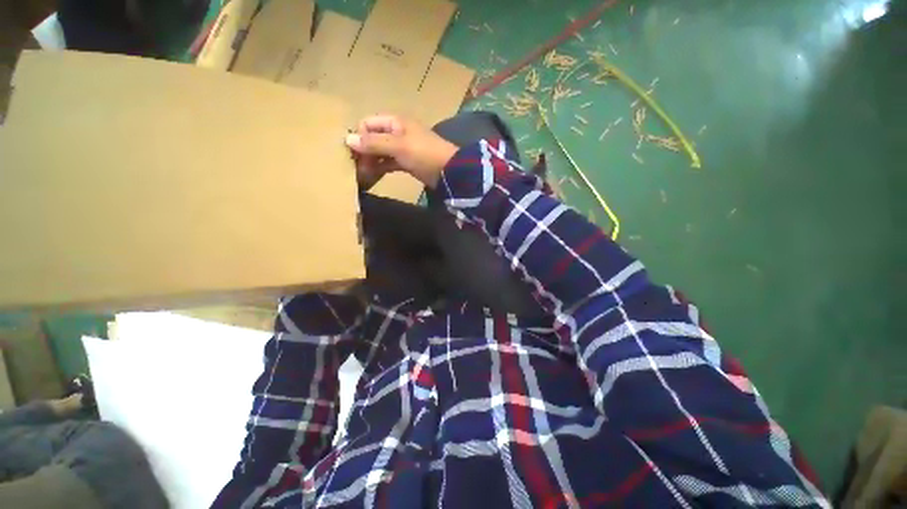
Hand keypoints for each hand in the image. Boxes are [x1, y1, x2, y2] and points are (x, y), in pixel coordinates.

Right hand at [345, 115, 457, 188]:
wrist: (448, 171)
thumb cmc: (424, 154)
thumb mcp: (398, 146)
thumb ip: (374, 143)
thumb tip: (347, 139)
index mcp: (395, 122)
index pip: (368, 123)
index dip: (359, 136)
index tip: (352, 153)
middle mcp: (396, 133)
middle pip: (373, 138)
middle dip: (363, 151)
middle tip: (356, 167)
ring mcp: (402, 149)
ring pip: (380, 152)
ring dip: (370, 162)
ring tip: (361, 175)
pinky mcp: (406, 163)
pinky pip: (388, 164)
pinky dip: (380, 169)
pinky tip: (371, 177)